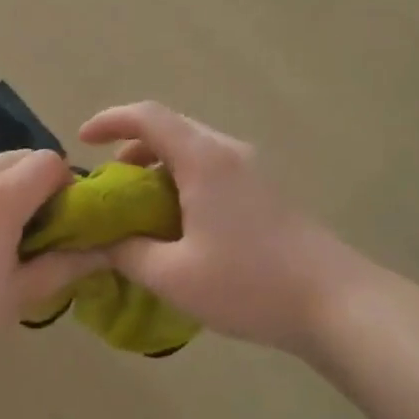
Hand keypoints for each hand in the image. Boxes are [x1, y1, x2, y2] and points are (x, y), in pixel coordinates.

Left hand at [0, 149, 105, 377]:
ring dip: (12, 188)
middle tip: (46, 228)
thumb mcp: (19, 294)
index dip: (68, 185)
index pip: (48, 161)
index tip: (71, 221)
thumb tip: (104, 253)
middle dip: (41, 182)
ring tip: (12, 238)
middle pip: (19, 157)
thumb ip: (64, 265)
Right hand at [79, 102, 365, 354]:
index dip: (110, 120)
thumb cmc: (249, 283)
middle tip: (110, 185)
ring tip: (141, 208)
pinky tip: (181, 223)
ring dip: (161, 167)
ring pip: (194, 149)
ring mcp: (253, 169)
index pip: (148, 116)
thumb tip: (104, 243)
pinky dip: (185, 181)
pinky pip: (214, 168)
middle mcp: (229, 151)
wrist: (335, 302)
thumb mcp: (174, 277)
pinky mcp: (268, 190)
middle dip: (133, 148)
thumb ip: (129, 254)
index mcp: (204, 159)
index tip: (83, 140)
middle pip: (172, 129)